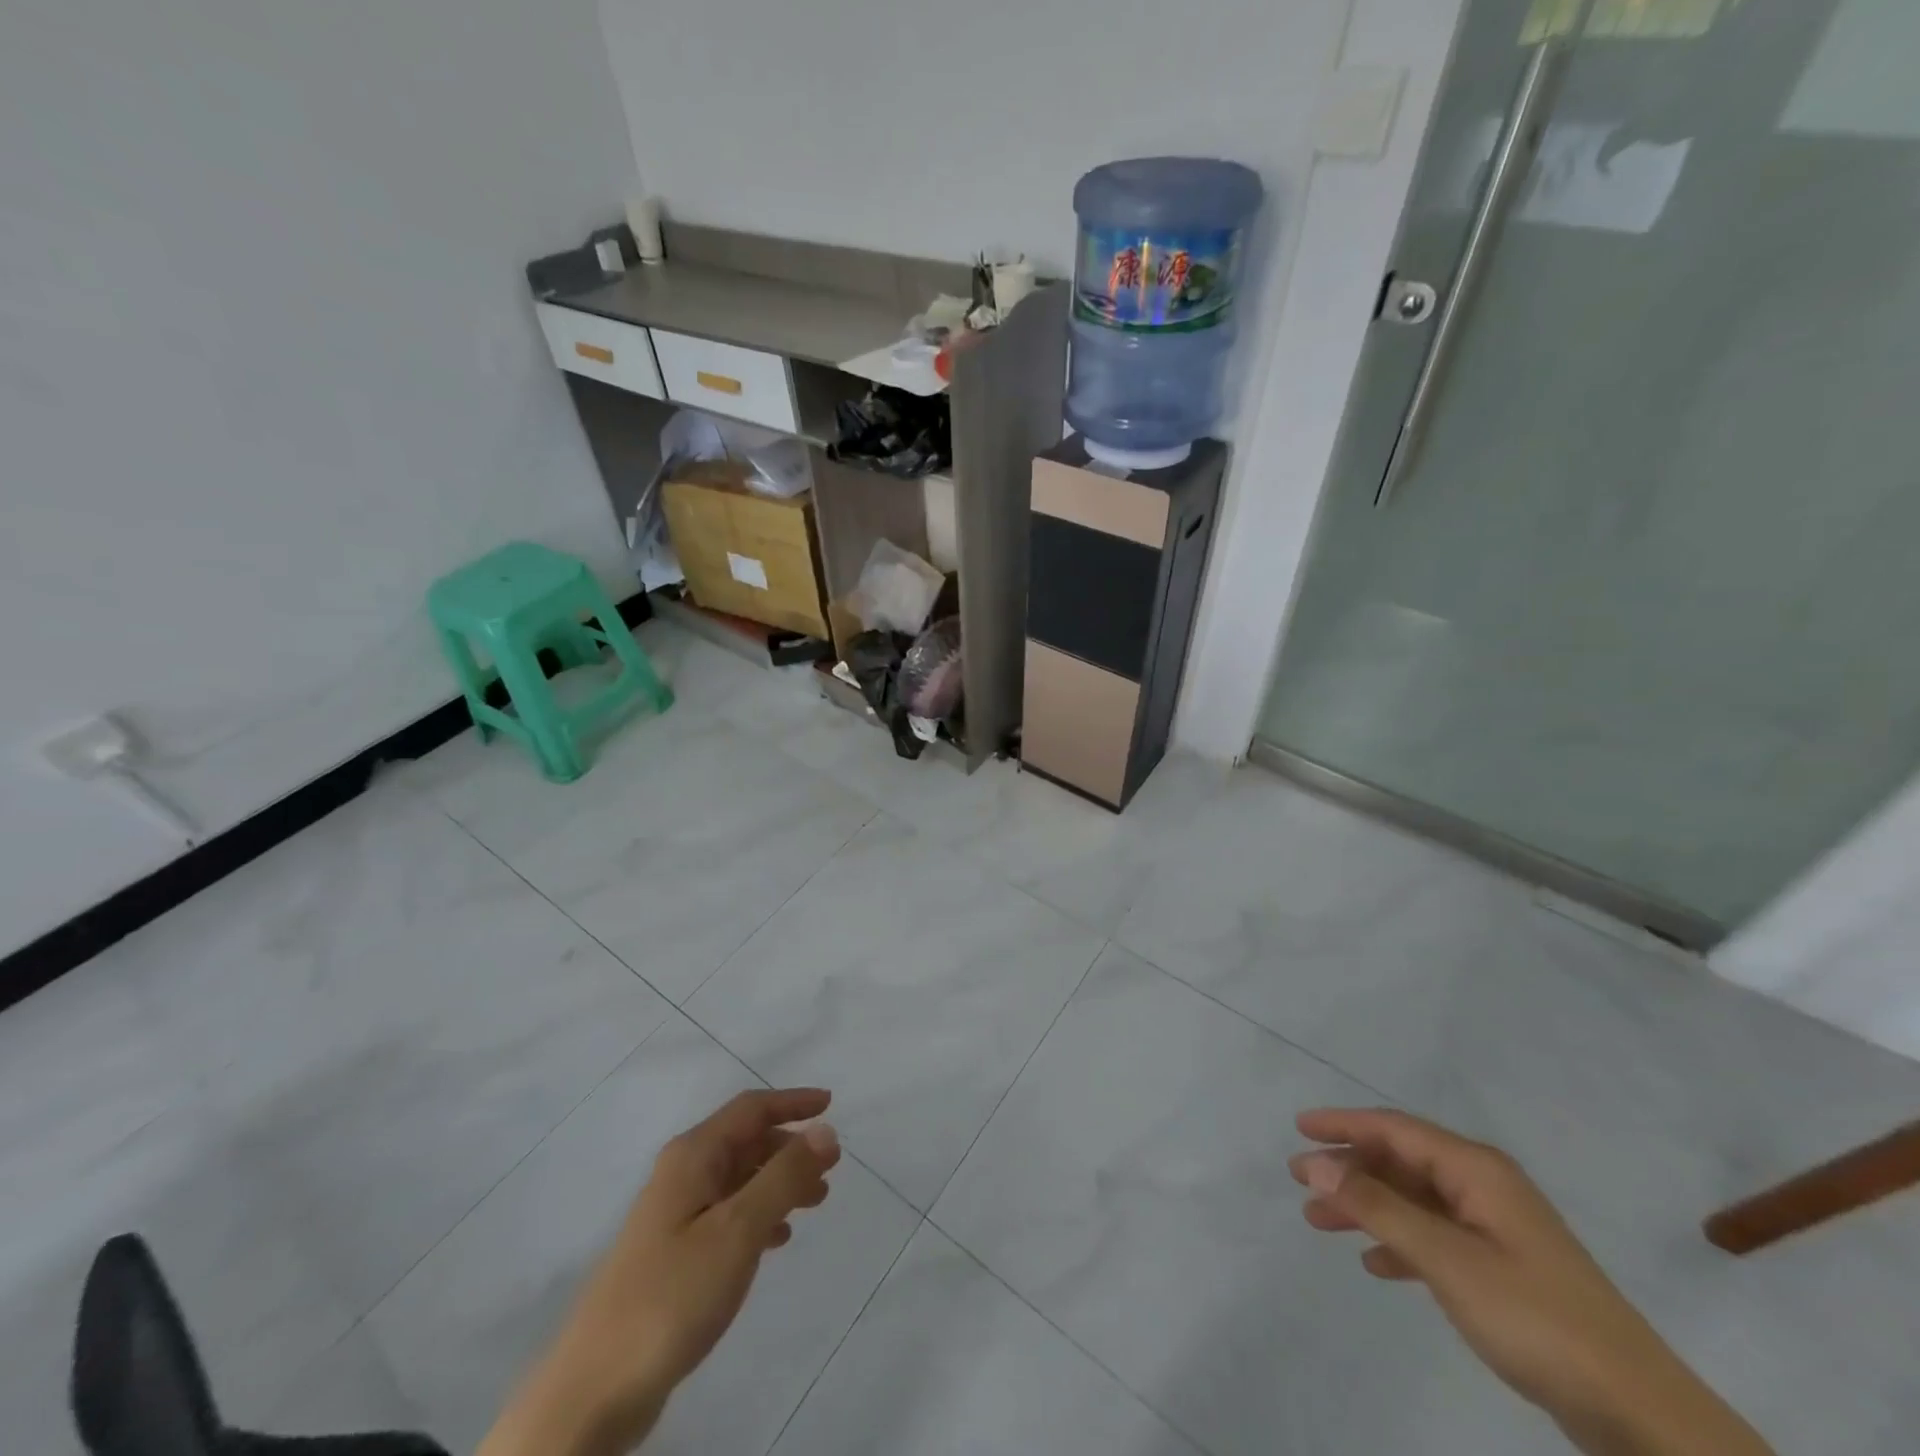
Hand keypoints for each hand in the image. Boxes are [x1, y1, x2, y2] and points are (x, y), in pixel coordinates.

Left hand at [480, 1088, 840, 1455]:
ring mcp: (675, 1216)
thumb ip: (784, 1177)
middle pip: (745, 1142)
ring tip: (817, 1201)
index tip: (831, 1104)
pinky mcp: (674, 1256)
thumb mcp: (738, 1230)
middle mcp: (682, 1175)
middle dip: (790, 1147)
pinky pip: (728, 1215)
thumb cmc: (672, 1295)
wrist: (594, 1390)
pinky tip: (778, 1239)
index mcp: (693, 1157)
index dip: (792, 1102)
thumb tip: (826, 1130)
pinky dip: (759, 1215)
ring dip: (779, 1182)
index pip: (751, 1109)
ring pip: (739, 1180)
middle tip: (831, 1167)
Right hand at [1291, 1107, 1772, 1455]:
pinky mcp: (1505, 1269)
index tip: (1298, 1128)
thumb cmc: (1536, 1318)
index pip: (1393, 1128)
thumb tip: (1316, 1162)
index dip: (1343, 1124)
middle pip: (1400, 1162)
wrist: (1641, 1413)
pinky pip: (1435, 1237)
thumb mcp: (1446, 1259)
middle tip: (1299, 1181)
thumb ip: (1377, 1207)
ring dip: (1367, 1206)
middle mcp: (1485, 1187)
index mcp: (1476, 1170)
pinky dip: (1399, 1242)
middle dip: (1348, 1168)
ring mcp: (1497, 1229)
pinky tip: (1377, 1264)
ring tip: (1320, 1221)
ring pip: (1413, 1200)